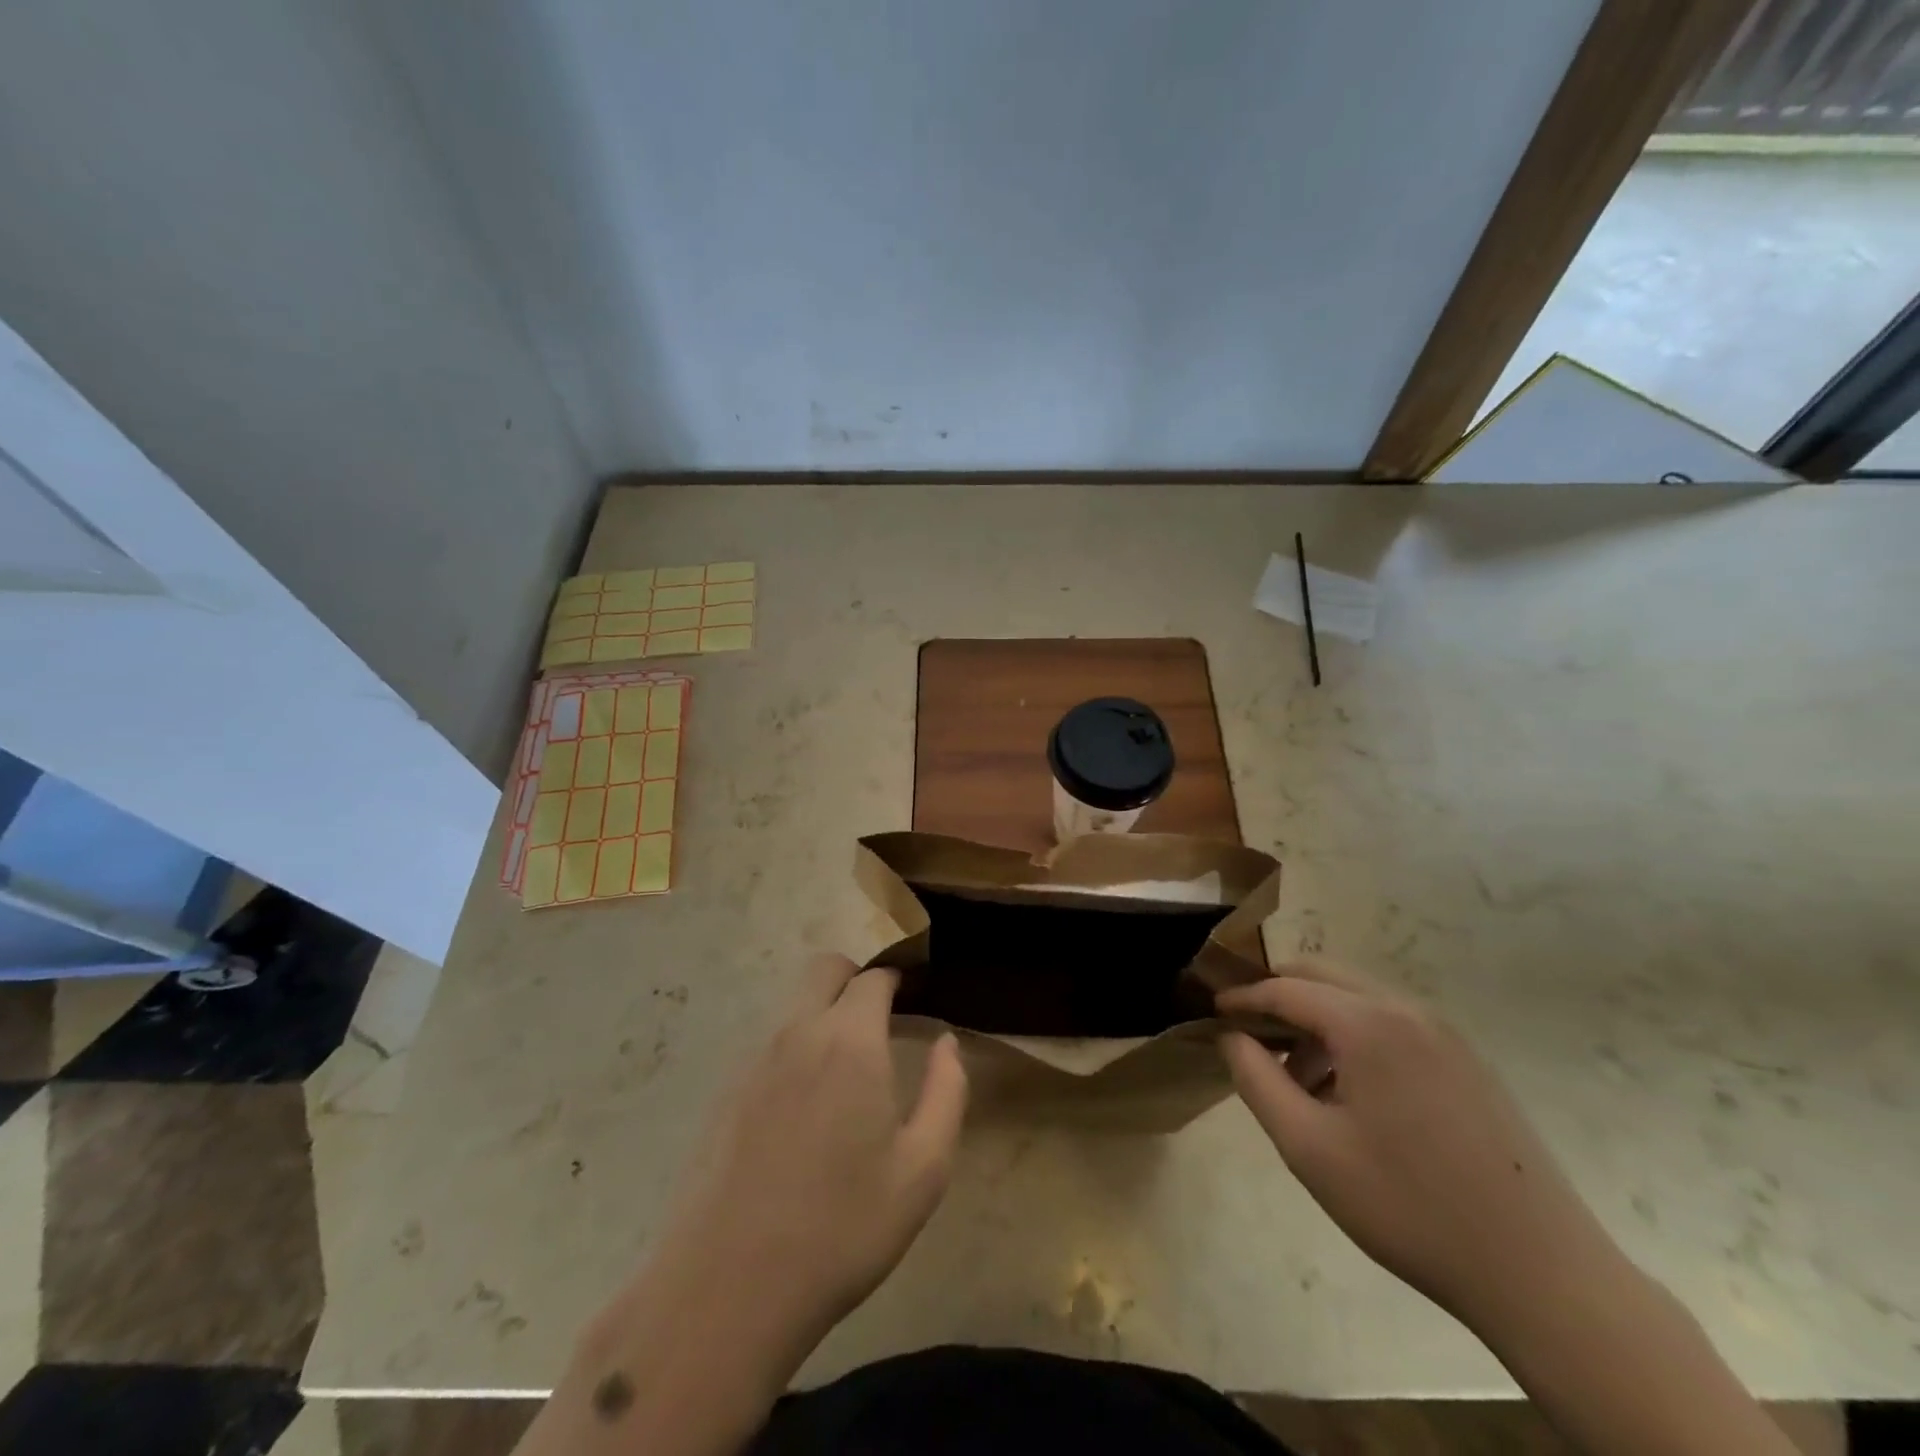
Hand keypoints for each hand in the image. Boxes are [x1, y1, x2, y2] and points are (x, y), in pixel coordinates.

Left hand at [533, 956, 967, 1455]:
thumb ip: (946, 1091)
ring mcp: (753, 1059)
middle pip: (825, 969)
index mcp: (849, 1040)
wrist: (727, 1289)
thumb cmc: (842, 1228)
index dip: (898, 979)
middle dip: (856, 979)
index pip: (874, 977)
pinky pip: (769, 1043)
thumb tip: (945, 1042)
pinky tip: (804, 1106)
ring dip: (823, 1012)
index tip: (914, 997)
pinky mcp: (725, 1091)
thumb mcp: (923, 1169)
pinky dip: (794, 1047)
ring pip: (793, 1004)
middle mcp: (797, 1032)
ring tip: (847, 1068)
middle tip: (881, 1020)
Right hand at [1217, 959, 1622, 1333]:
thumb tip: (1230, 1036)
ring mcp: (1444, 1033)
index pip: (1284, 988)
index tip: (1211, 1011)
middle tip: (1247, 1032)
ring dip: (1316, 1019)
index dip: (1242, 997)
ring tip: (1297, 1078)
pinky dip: (1353, 1036)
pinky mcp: (1467, 1061)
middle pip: (1322, 975)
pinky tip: (1349, 1093)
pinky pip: (1392, 1024)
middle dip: (1277, 995)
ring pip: (1357, 998)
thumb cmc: (1408, 1206)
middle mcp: (1407, 1011)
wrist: (1541, 1274)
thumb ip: (1256, 1080)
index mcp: (1368, 1023)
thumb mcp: (1309, 1147)